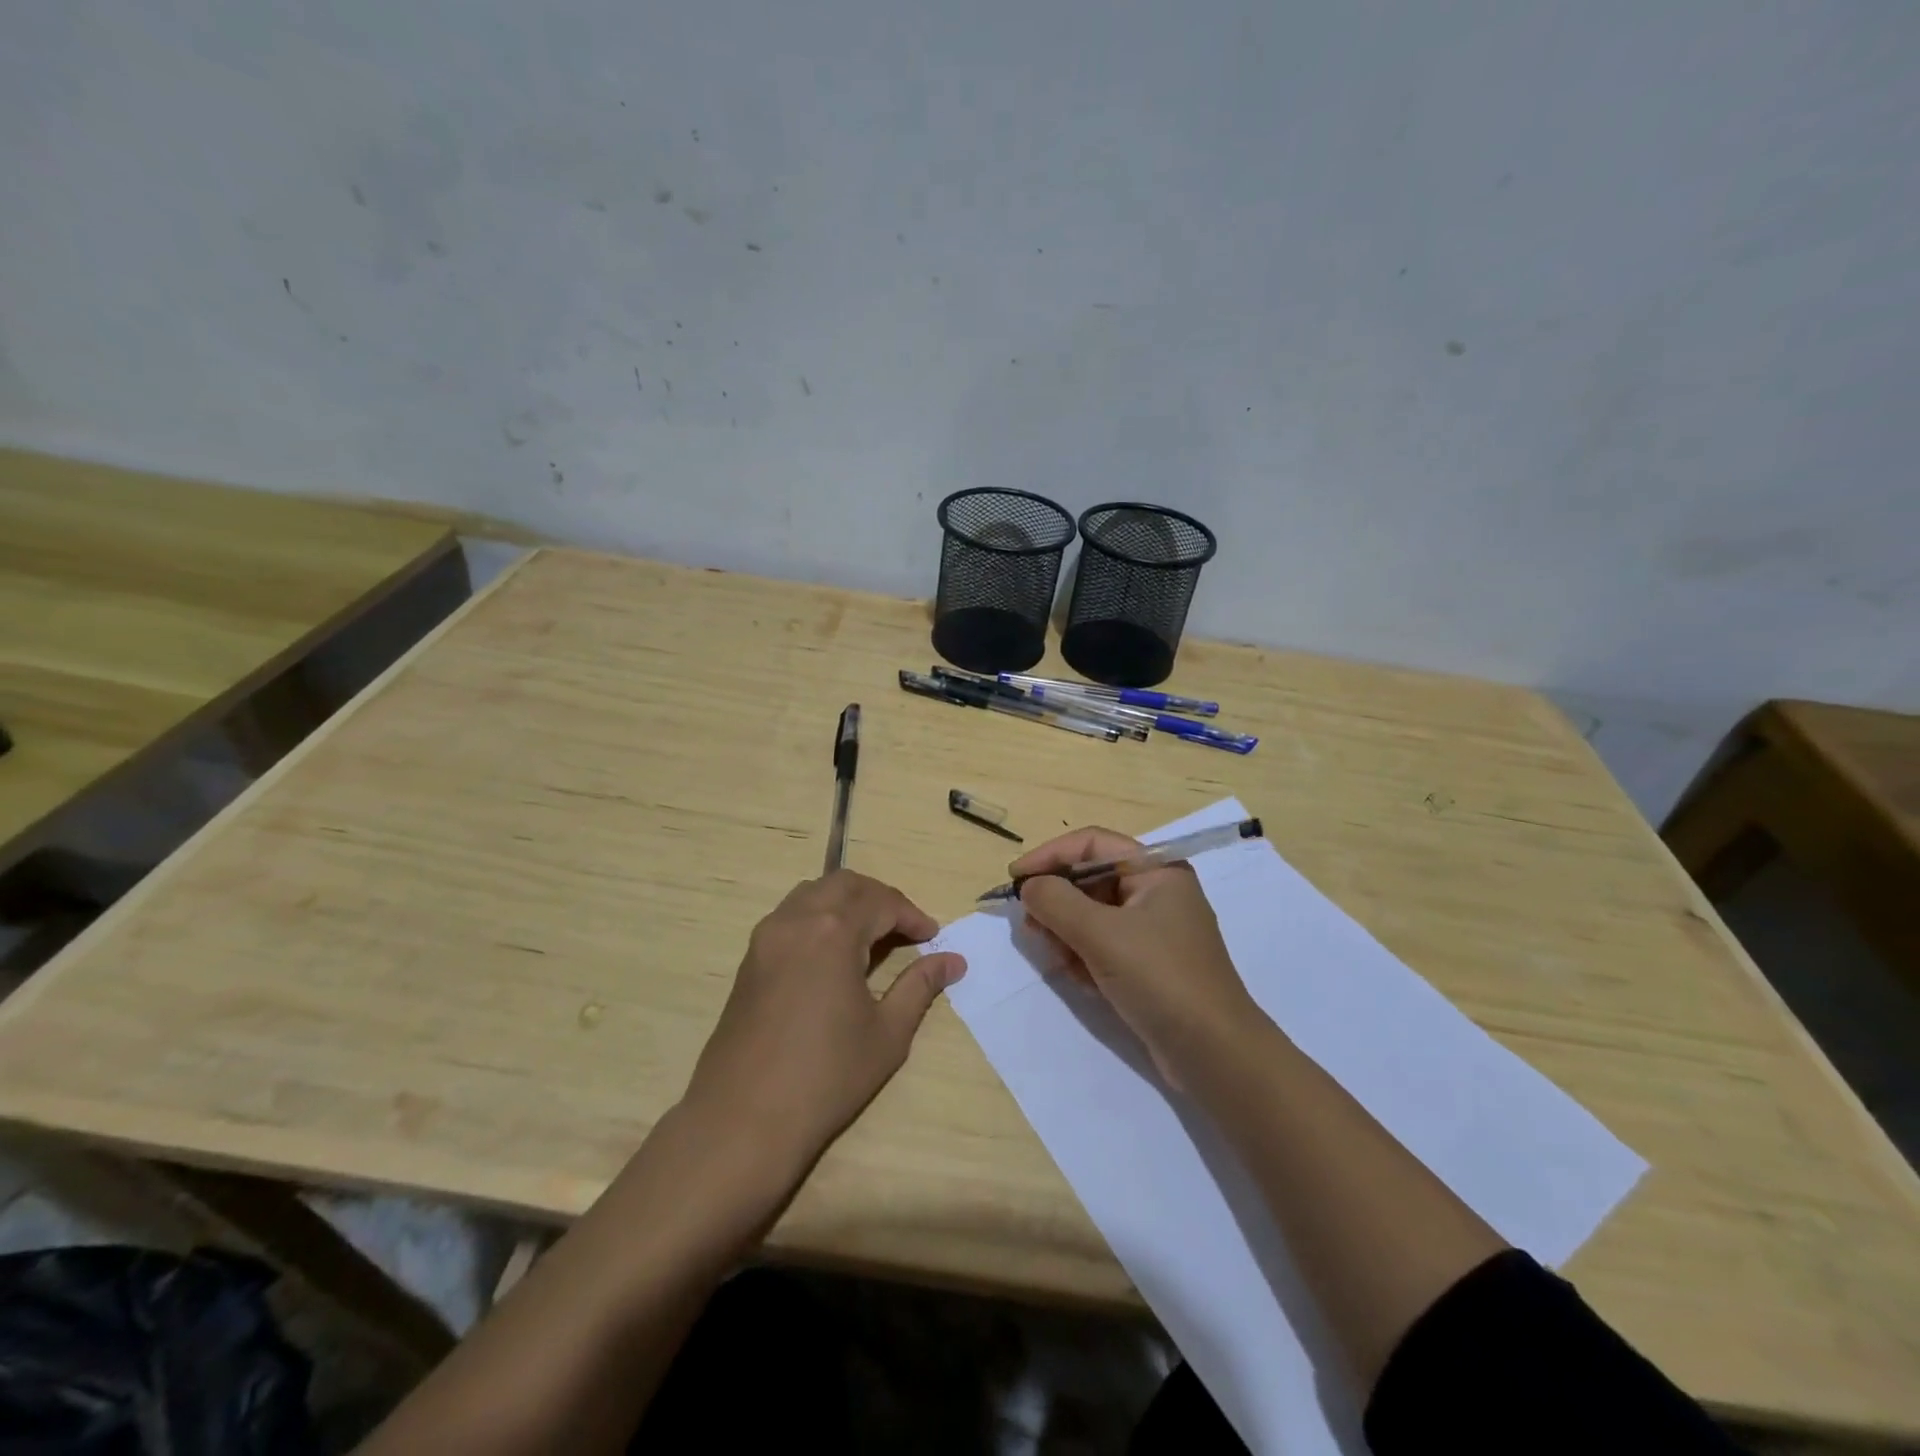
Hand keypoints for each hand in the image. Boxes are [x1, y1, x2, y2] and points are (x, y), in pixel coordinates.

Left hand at [683, 871, 965, 1171]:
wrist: (742, 1119)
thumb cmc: (826, 1077)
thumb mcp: (887, 1033)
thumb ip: (920, 986)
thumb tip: (953, 961)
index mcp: (833, 931)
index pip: (882, 902)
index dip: (912, 915)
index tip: (933, 937)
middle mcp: (796, 920)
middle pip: (845, 885)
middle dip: (880, 898)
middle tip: (905, 928)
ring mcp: (767, 937)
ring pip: (813, 893)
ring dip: (847, 902)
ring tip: (871, 936)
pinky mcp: (750, 958)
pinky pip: (790, 915)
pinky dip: (819, 917)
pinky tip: (833, 953)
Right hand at [1016, 827, 1257, 1086]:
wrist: (1213, 1053)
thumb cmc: (1160, 978)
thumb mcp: (1101, 934)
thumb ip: (1057, 902)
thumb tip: (1028, 886)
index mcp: (1156, 871)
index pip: (1092, 845)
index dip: (1050, 856)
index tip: (1015, 879)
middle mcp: (1156, 893)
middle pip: (1090, 880)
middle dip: (1058, 902)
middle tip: (1031, 927)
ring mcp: (1153, 931)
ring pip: (1092, 915)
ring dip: (1068, 933)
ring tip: (1058, 959)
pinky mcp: (1148, 965)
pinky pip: (1103, 945)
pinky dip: (1085, 956)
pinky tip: (1080, 979)